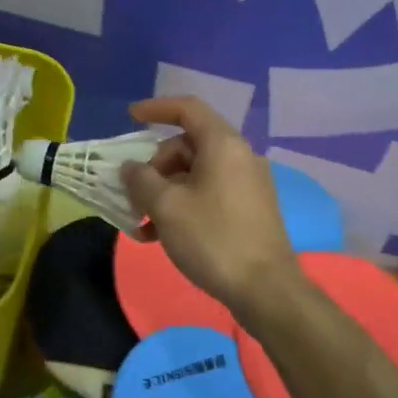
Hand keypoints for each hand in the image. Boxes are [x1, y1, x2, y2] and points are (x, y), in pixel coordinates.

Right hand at [120, 97, 300, 318]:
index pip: (188, 109)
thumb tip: (131, 168)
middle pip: (188, 144)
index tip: (130, 117)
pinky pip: (210, 192)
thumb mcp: (166, 207)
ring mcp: (249, 183)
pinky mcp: (251, 208)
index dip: (156, 108)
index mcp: (223, 144)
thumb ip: (141, 180)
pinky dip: (185, 204)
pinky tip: (163, 235)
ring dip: (165, 191)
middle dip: (155, 166)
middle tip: (134, 195)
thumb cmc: (213, 239)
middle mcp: (240, 155)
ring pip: (197, 172)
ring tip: (143, 225)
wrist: (266, 289)